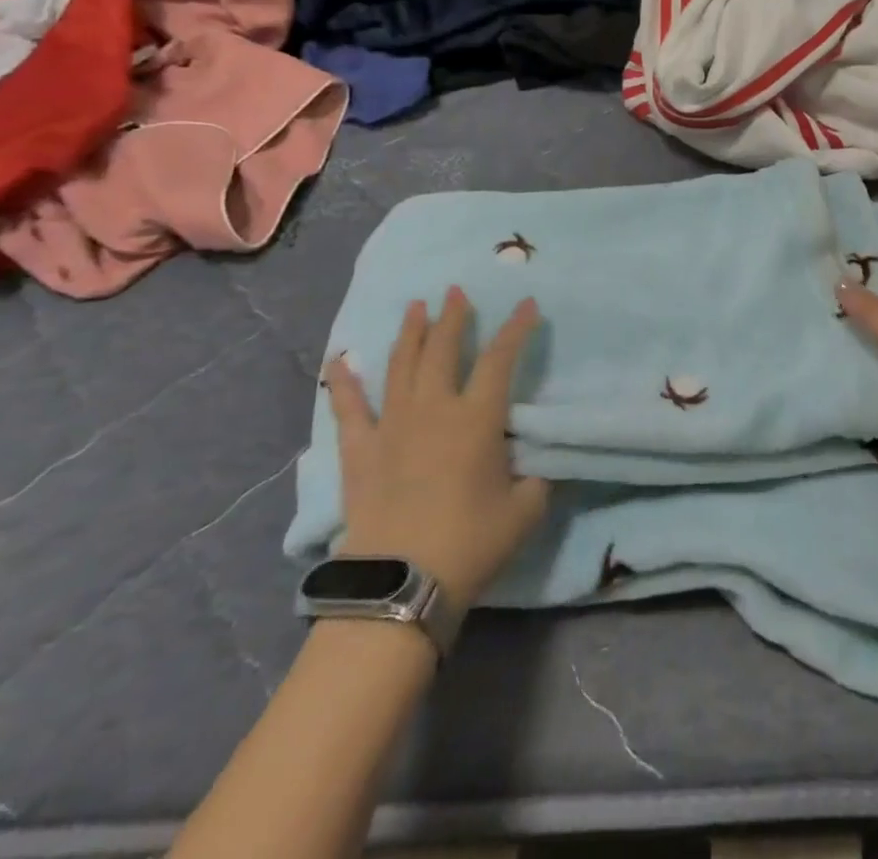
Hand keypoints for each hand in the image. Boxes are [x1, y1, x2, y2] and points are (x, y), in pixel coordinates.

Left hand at [322, 287, 550, 609]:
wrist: (401, 585)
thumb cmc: (471, 544)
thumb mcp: (526, 510)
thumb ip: (537, 477)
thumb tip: (537, 462)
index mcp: (477, 418)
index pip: (500, 359)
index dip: (516, 329)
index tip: (527, 305)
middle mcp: (434, 409)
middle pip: (443, 350)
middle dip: (453, 317)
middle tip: (456, 291)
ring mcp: (392, 427)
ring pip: (402, 366)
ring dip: (411, 333)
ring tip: (416, 306)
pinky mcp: (360, 452)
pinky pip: (350, 409)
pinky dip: (344, 383)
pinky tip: (339, 361)